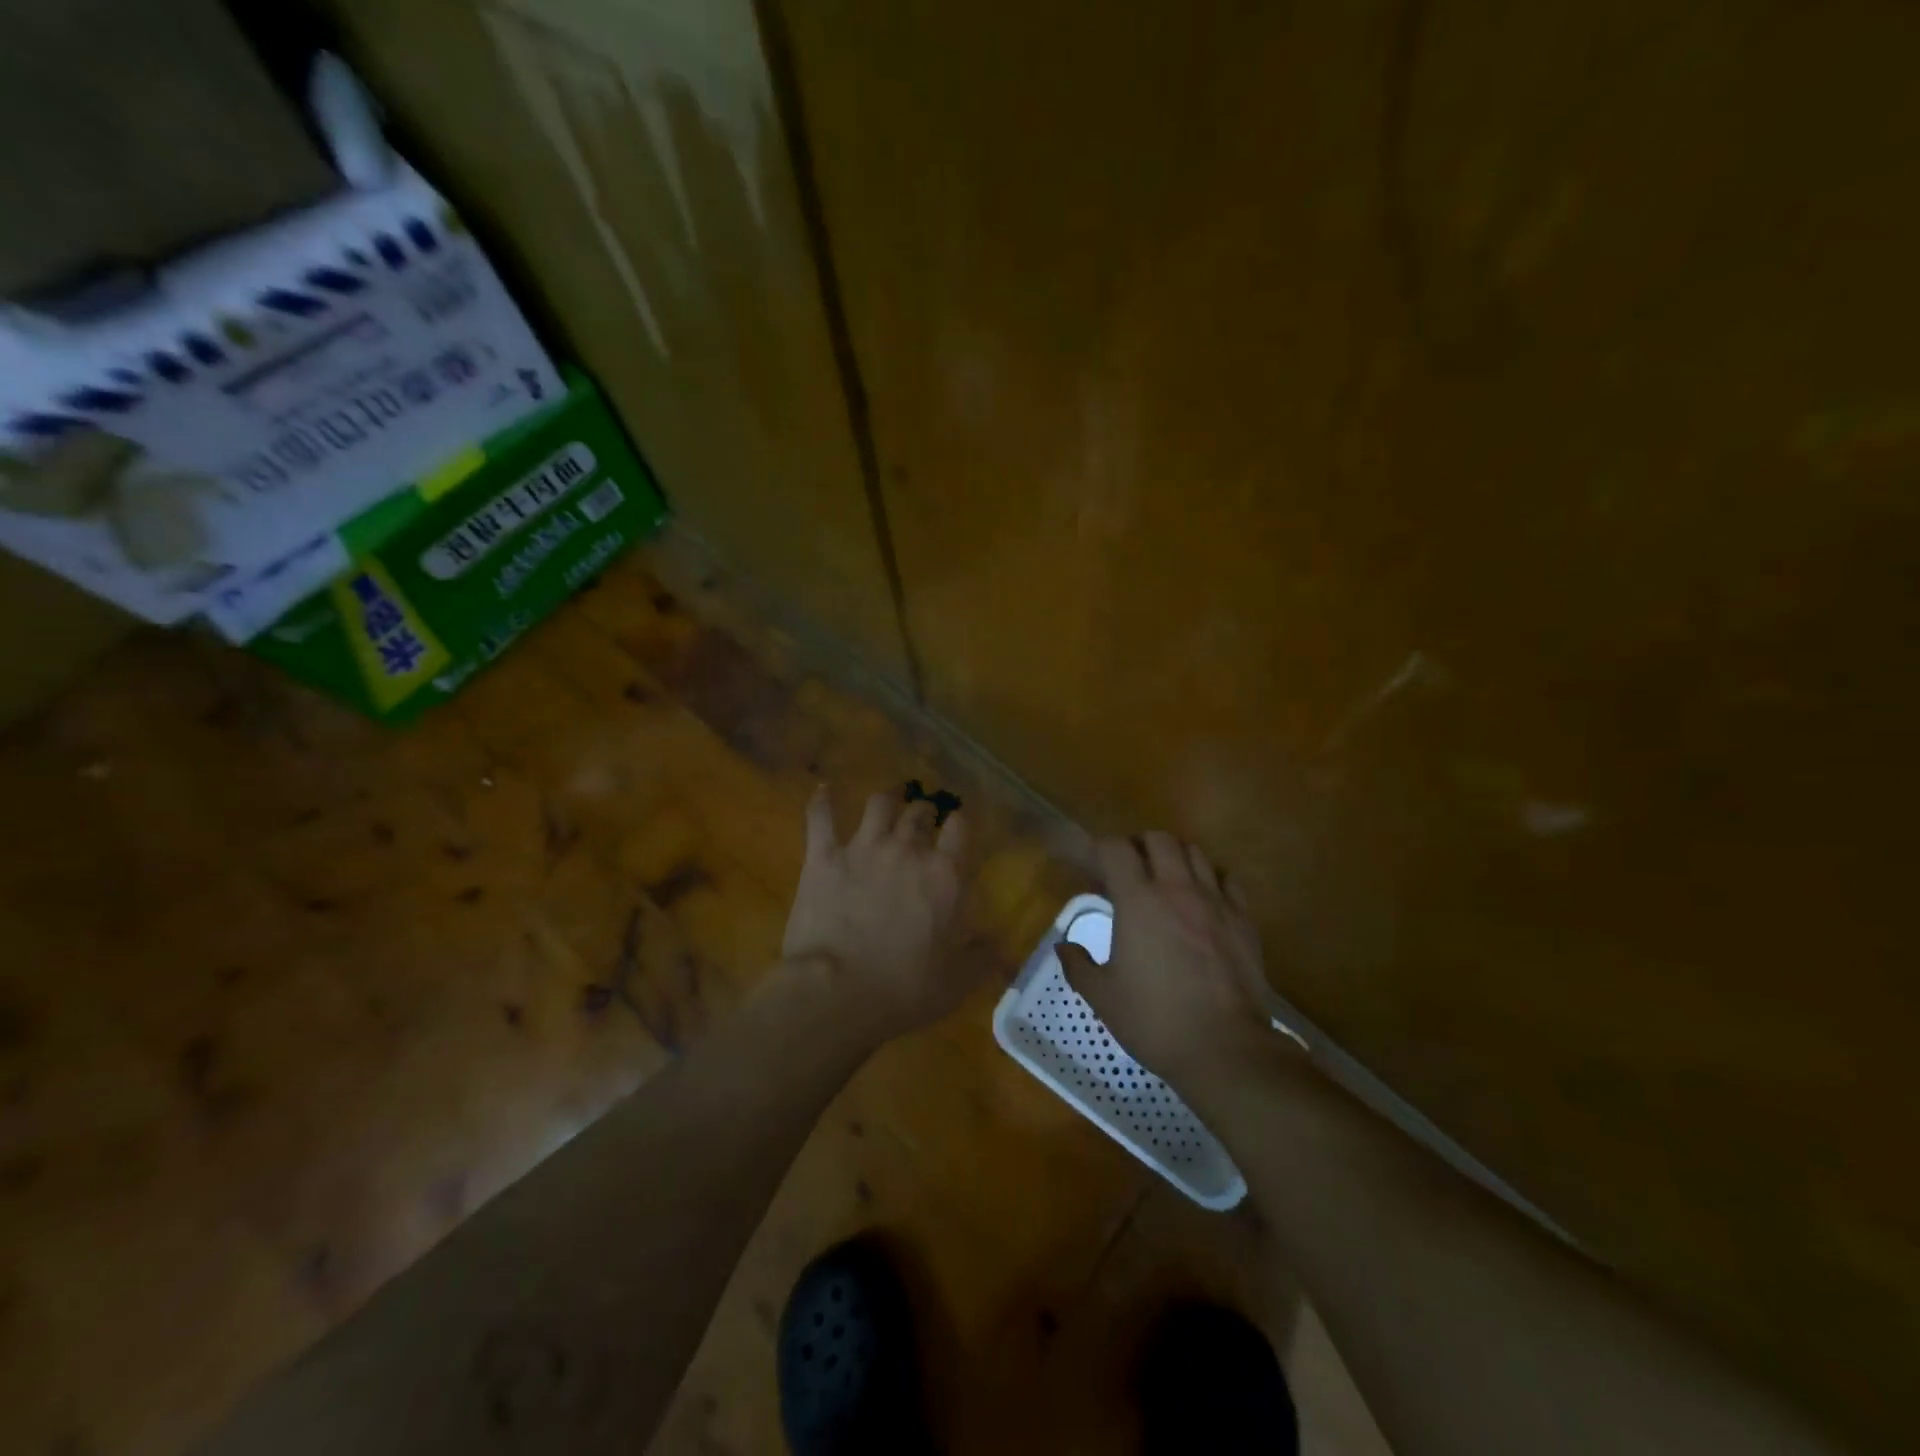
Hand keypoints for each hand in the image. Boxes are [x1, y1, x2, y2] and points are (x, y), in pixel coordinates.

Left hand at [781, 786, 973, 1041]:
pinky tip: (824, 790)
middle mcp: (907, 850)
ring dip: (887, 799)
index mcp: (945, 875)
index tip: (958, 828)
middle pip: (920, 812)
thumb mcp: (958, 980)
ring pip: (879, 804)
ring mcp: (863, 848)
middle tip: (923, 822)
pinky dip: (822, 801)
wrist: (838, 992)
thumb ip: (982, 956)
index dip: (960, 823)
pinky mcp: (823, 856)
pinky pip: (821, 816)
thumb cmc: (905, 989)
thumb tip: (999, 944)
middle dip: (924, 813)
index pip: (961, 828)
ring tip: (889, 800)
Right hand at [1056, 832, 1275, 1096]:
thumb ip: (1078, 966)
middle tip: (1129, 870)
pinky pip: (1228, 879)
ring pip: (1195, 852)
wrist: (1226, 1049)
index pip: (1115, 849)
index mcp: (1138, 901)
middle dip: (1139, 845)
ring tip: (1166, 879)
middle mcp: (1177, 889)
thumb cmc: (1155, 1020)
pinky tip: (1204, 900)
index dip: (1100, 849)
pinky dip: (1212, 878)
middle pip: (1159, 839)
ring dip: (1175, 856)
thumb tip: (1063, 946)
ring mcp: (1215, 901)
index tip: (1093, 866)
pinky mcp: (1244, 919)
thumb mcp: (1103, 997)